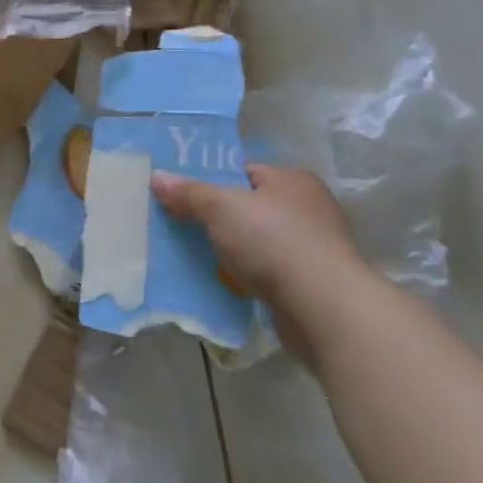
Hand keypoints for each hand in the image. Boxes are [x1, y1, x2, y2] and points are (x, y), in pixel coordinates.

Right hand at [151, 165, 368, 364]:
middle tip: (180, 222)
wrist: (325, 310)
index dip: (210, 180)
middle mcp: (308, 208)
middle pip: (248, 206)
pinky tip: (222, 279)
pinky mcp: (311, 282)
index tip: (180, 194)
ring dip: (230, 248)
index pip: (242, 171)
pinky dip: (245, 273)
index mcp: (292, 180)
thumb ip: (189, 193)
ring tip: (195, 252)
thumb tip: (157, 177)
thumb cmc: (274, 242)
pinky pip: (266, 269)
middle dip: (216, 217)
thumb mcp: (221, 208)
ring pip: (256, 240)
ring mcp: (313, 247)